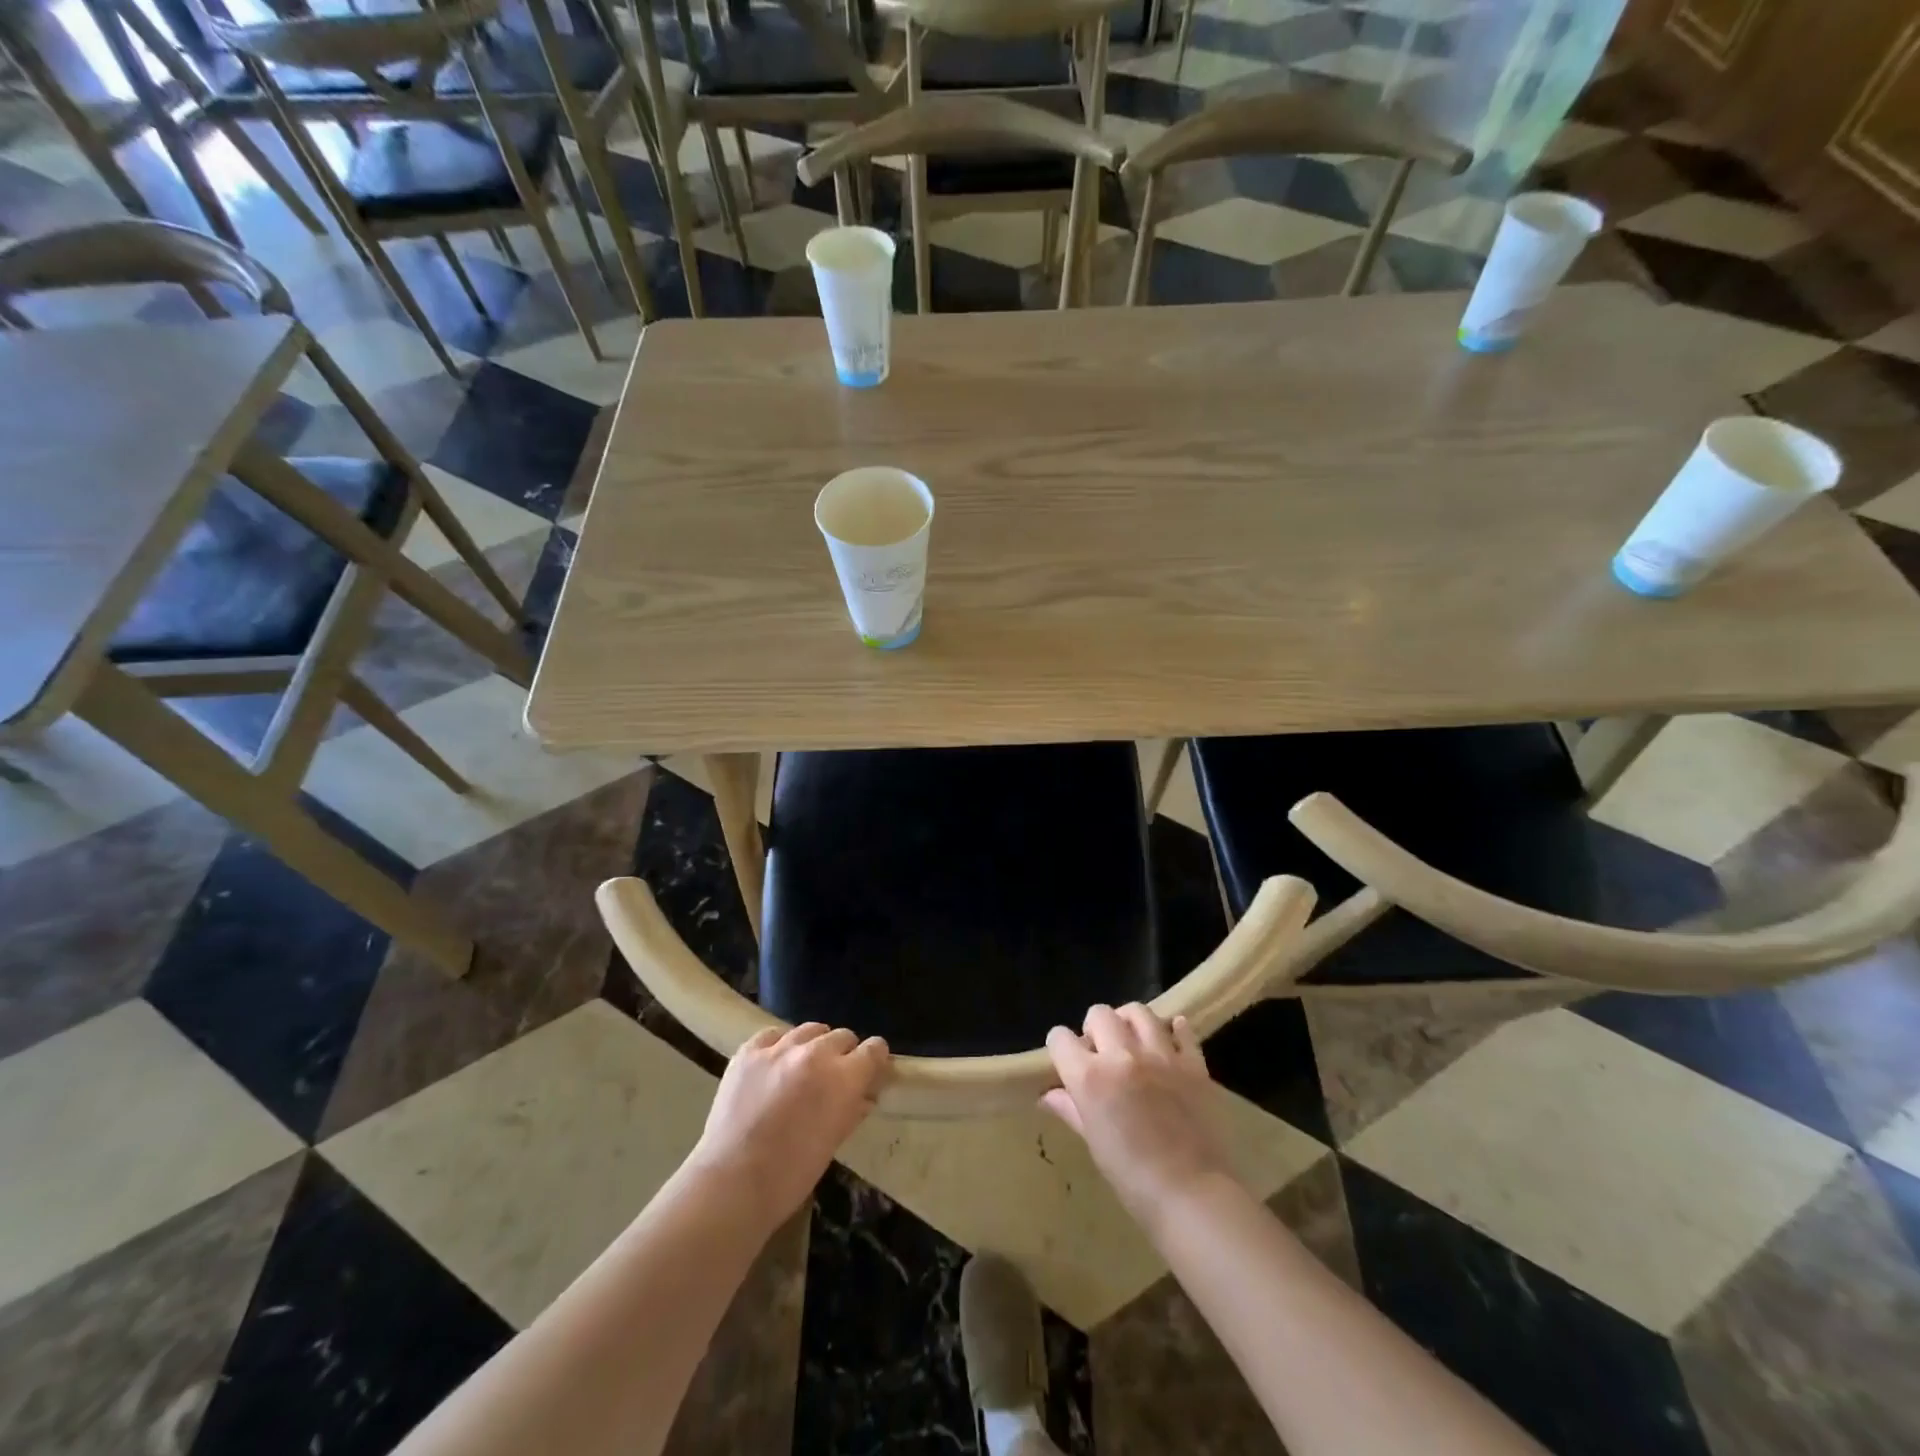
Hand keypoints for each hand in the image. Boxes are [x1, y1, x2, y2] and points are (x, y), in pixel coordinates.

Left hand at [688, 1023, 889, 1228]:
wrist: (730, 1183)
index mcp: (843, 1078)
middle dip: (844, 1054)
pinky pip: (773, 1035)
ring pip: (810, 1030)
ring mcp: (779, 1048)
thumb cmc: (790, 1176)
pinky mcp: (748, 1051)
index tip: (870, 1071)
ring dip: (814, 1046)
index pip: (874, 1049)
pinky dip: (779, 1046)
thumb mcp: (833, 1143)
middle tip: (833, 1078)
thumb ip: (853, 1110)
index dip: (874, 1060)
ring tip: (802, 1069)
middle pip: (842, 1036)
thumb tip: (865, 1095)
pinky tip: (774, 1066)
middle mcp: (815, 1053)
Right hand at [1044, 1004, 1236, 1232]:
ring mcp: (1160, 1055)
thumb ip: (1071, 1109)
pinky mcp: (1192, 1063)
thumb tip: (1048, 1095)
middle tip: (1101, 1052)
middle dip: (1093, 1028)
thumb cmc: (1132, 1177)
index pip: (1060, 1038)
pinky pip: (1181, 1028)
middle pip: (1099, 1014)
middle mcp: (1122, 1055)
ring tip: (1132, 1041)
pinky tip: (1169, 1043)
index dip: (1060, 1047)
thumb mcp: (1094, 1142)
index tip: (1066, 1060)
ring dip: (1129, 1021)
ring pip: (1138, 1011)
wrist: (1192, 1194)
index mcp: (1090, 1077)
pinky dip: (1173, 1030)